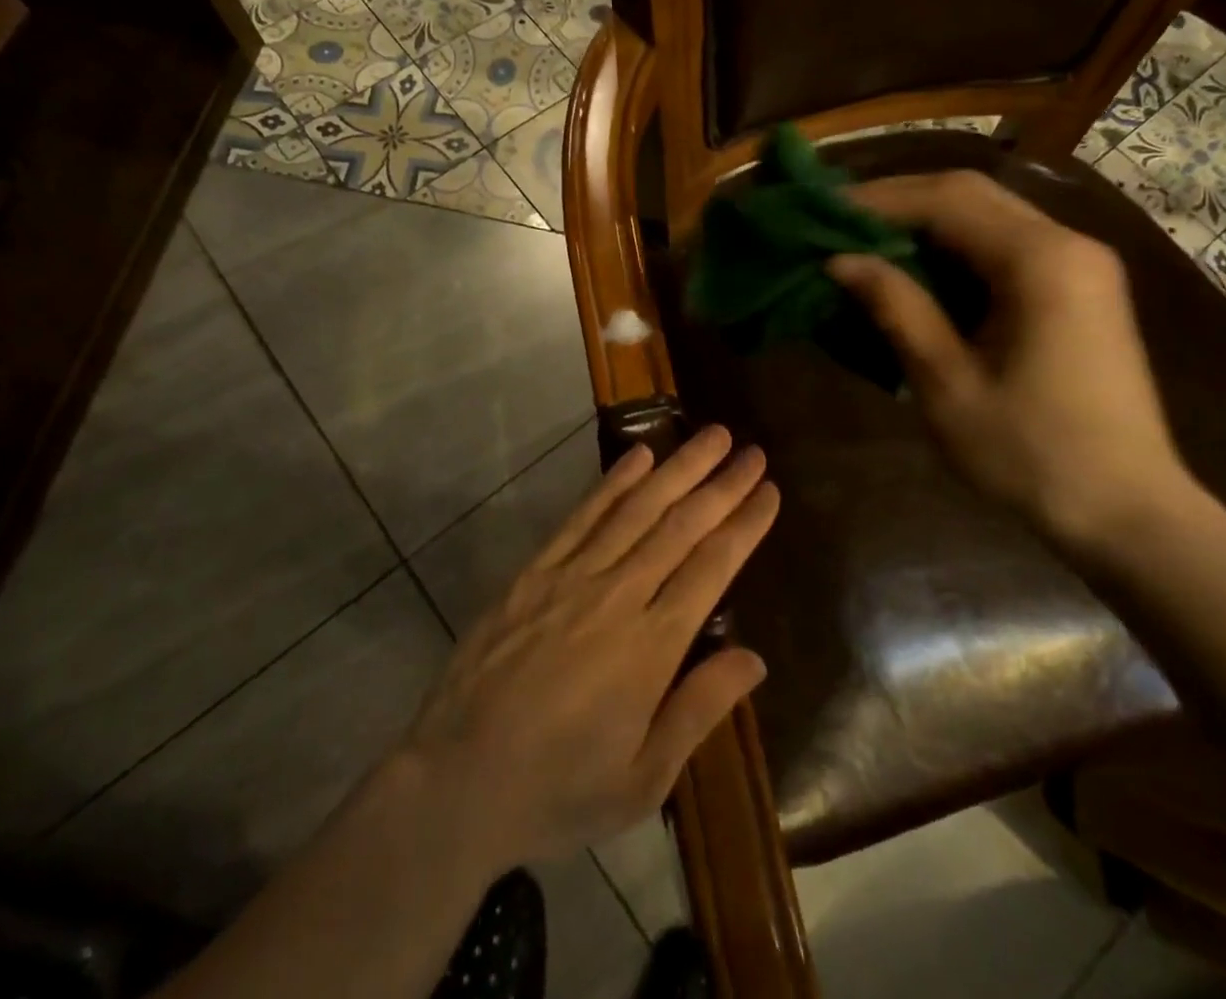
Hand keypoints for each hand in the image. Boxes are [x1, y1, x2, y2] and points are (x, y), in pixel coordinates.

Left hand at [397, 426, 777, 871]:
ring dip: (678, 468)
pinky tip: (638, 455)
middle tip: (752, 451)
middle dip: (722, 485)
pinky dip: (613, 482)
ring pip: (638, 509)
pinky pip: (583, 516)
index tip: (769, 491)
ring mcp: (572, 576)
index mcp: (651, 647)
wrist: (456, 780)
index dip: (745, 525)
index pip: (712, 568)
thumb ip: (699, 711)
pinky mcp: (535, 570)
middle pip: (681, 526)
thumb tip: (754, 658)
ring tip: (710, 436)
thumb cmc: (558, 789)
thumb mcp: (642, 780)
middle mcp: (618, 596)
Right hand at [827, 170, 1193, 549]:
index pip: (946, 200)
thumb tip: (840, 260)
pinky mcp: (1078, 286)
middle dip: (898, 201)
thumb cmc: (1031, 454)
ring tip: (864, 239)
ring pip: (988, 214)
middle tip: (837, 220)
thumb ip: (896, 308)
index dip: (878, 200)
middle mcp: (1067, 244)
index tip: (822, 210)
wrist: (1127, 512)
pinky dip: (953, 246)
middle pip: (970, 194)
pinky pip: (1005, 244)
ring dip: (924, 220)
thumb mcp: (947, 383)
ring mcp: (1079, 263)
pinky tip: (916, 266)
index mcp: (1040, 261)